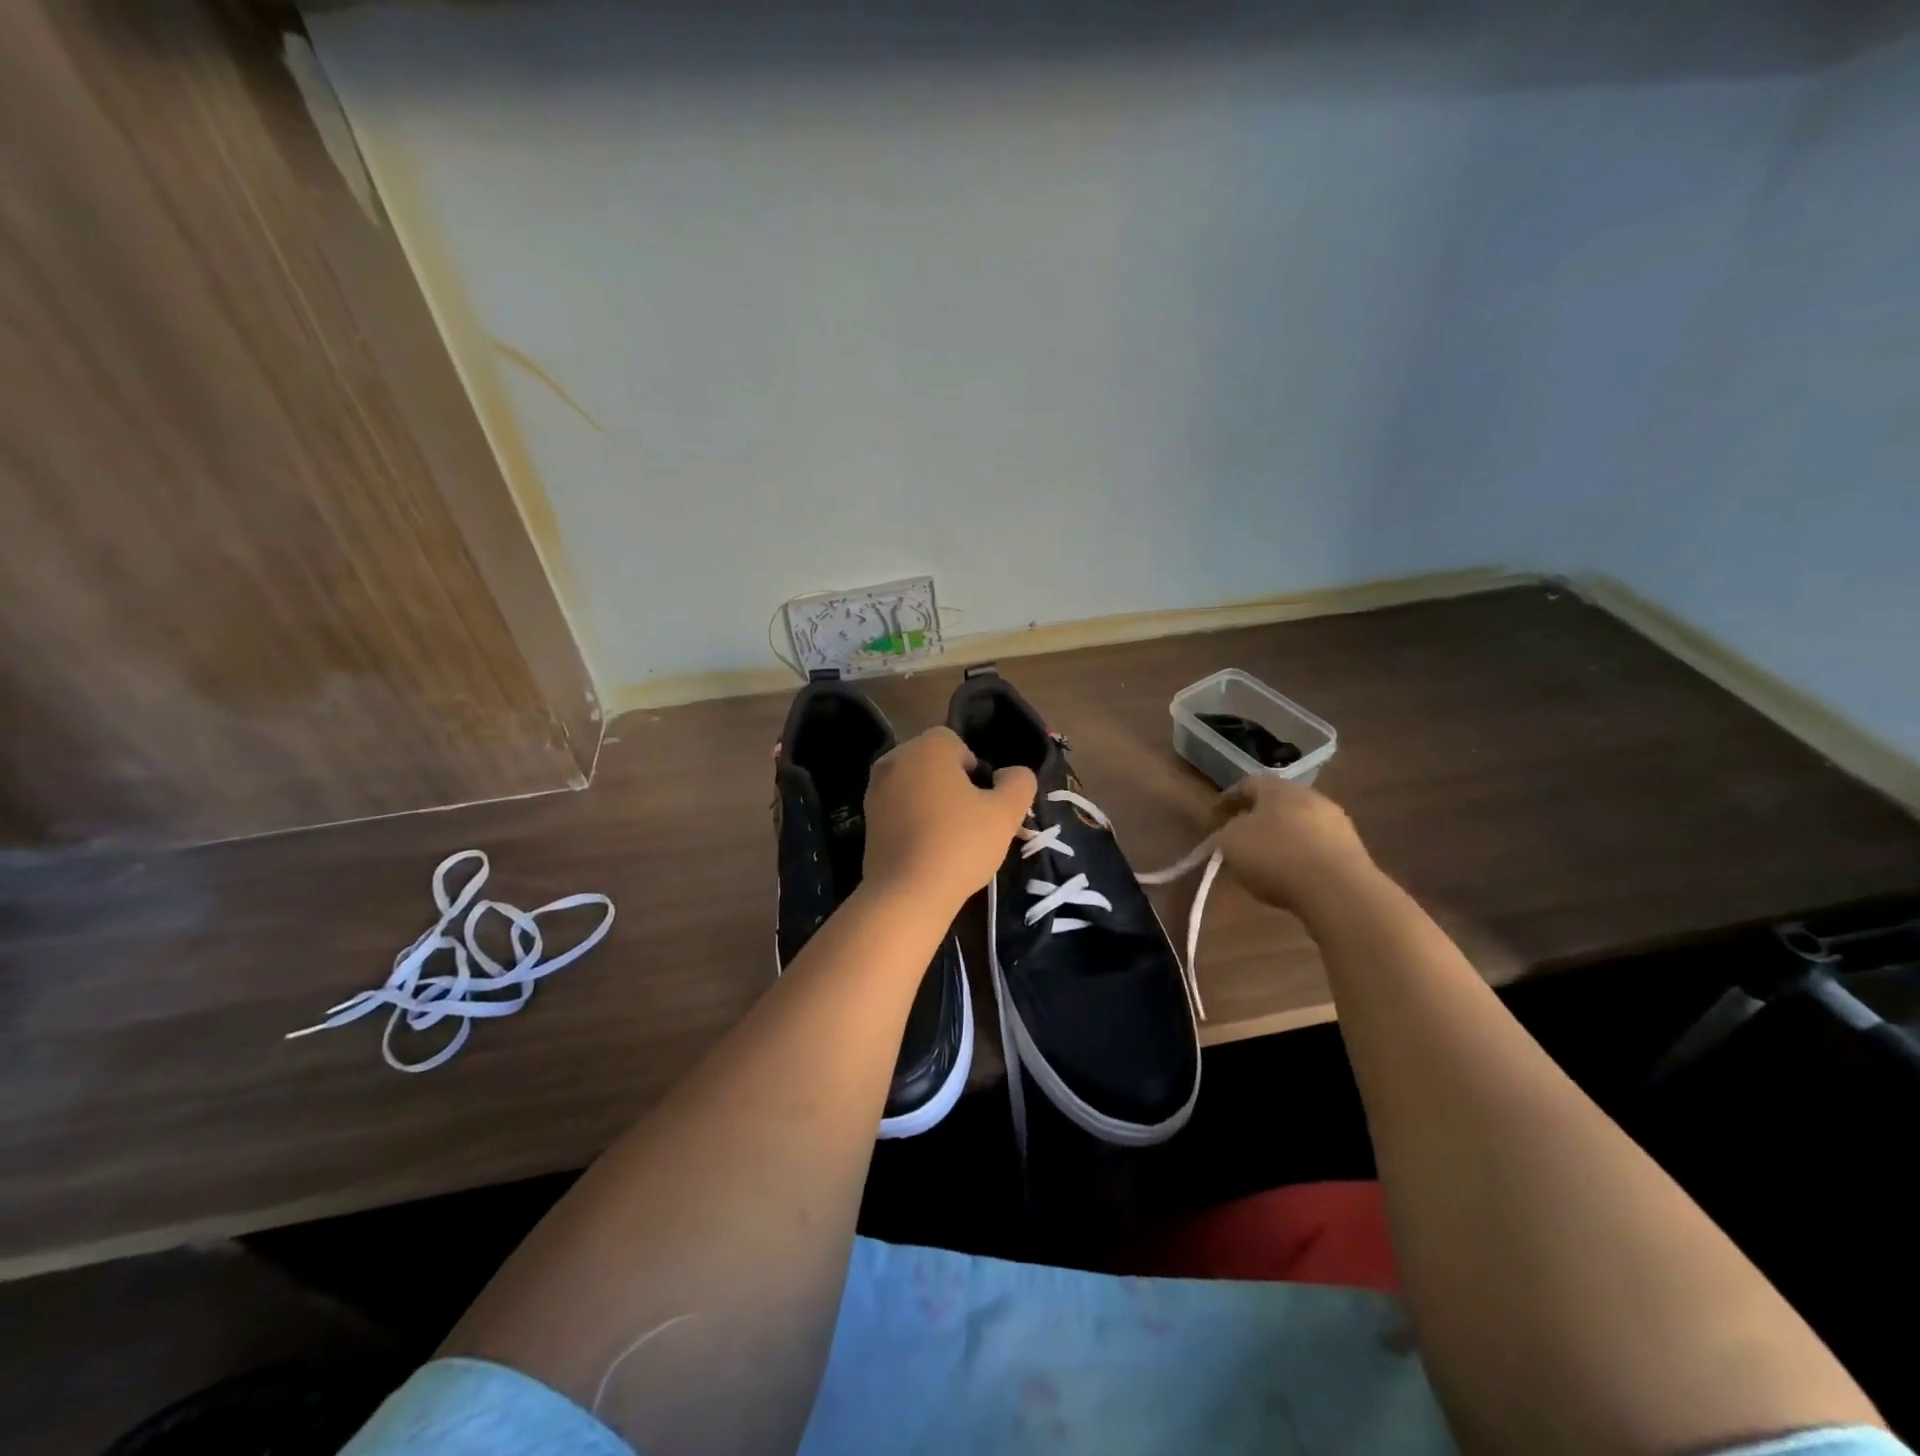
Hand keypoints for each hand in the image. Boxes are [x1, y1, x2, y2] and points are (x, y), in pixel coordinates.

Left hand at [863, 727, 1036, 911]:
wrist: (907, 894)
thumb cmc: (960, 844)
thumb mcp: (1006, 813)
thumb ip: (1019, 783)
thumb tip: (1011, 774)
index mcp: (926, 747)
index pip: (956, 742)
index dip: (976, 769)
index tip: (984, 801)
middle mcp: (895, 760)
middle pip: (933, 763)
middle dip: (954, 784)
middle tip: (973, 820)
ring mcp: (875, 790)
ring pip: (915, 786)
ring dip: (934, 802)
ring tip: (951, 838)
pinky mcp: (866, 820)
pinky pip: (899, 808)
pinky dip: (914, 820)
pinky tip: (928, 849)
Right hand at [1210, 776, 1374, 913]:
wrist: (1337, 889)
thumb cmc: (1275, 855)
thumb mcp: (1231, 842)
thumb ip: (1225, 833)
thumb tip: (1230, 833)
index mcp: (1278, 788)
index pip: (1248, 784)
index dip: (1229, 799)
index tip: (1215, 818)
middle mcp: (1310, 797)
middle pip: (1278, 804)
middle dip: (1258, 819)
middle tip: (1242, 839)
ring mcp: (1336, 823)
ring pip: (1300, 826)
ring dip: (1283, 839)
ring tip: (1267, 863)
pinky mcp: (1353, 850)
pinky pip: (1317, 848)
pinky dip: (1302, 858)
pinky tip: (1293, 877)